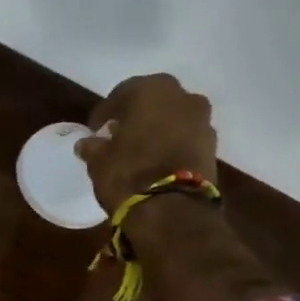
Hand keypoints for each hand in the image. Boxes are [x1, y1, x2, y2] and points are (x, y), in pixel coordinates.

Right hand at [76, 72, 218, 212]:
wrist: (173, 210)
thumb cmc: (129, 174)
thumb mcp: (99, 161)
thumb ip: (93, 147)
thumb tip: (86, 144)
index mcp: (151, 90)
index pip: (121, 94)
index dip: (105, 112)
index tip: (94, 129)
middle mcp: (182, 96)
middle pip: (153, 101)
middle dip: (135, 115)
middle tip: (118, 134)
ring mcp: (202, 121)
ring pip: (173, 118)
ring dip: (157, 129)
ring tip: (139, 149)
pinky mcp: (213, 146)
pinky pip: (186, 137)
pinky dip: (172, 144)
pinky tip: (157, 160)